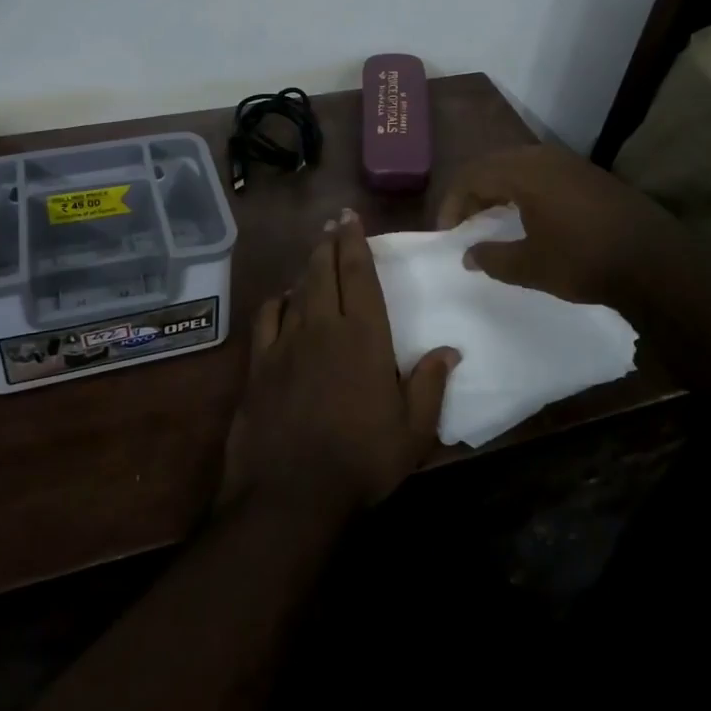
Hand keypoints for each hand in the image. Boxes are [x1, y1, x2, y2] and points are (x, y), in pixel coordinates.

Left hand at [220, 210, 457, 522]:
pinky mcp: (259, 364)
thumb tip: (450, 350)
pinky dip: (277, 302)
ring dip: (307, 268)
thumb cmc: (361, 461)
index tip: (350, 217)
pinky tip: (282, 300)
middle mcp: (323, 327)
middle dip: (329, 243)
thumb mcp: (413, 432)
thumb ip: (430, 386)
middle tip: (333, 223)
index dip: (355, 242)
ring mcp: (286, 343)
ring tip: (315, 255)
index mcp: (364, 336)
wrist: (290, 493)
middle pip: (325, 272)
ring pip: (297, 290)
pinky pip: (267, 319)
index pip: (359, 275)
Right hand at [438, 145, 657, 307]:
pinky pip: (542, 172)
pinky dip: (524, 189)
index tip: (447, 232)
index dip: (452, 202)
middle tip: (464, 222)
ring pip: (519, 166)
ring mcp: (570, 163)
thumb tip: (470, 254)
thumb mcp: (531, 266)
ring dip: (499, 189)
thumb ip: (493, 258)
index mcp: (524, 172)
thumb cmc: (584, 261)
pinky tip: (528, 215)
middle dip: (473, 192)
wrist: (656, 262)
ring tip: (491, 218)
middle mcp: (544, 157)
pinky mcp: (589, 175)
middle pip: (493, 164)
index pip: (472, 176)